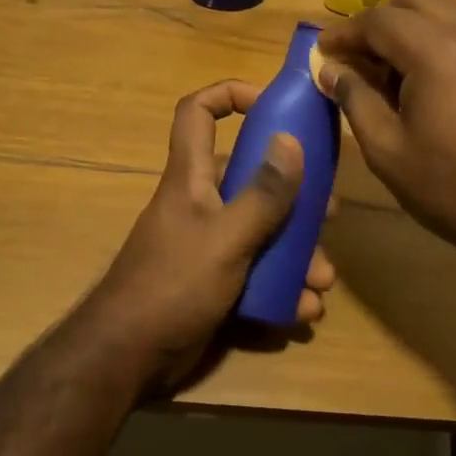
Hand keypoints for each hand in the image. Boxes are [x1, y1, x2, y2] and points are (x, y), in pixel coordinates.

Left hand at [78, 80, 333, 392]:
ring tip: (323, 278)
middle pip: (250, 178)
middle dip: (294, 195)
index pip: (197, 113)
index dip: (229, 95)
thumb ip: (263, 193)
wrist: (128, 359)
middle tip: (328, 212)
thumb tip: (292, 139)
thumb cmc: (174, 284)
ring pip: (262, 231)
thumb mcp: (227, 237)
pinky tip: (304, 308)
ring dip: (297, 252)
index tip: (272, 104)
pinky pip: (256, 272)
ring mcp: (207, 244)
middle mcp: (201, 202)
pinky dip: (282, 287)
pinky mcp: (214, 281)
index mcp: (192, 177)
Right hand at [317, 0, 455, 281]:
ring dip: (410, 27)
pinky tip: (426, 80)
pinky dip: (438, 39)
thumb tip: (331, 70)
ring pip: (444, 12)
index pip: (379, 21)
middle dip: (379, 21)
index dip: (345, 33)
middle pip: (415, 1)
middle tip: (356, 55)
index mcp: (435, 52)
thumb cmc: (453, 188)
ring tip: (389, 69)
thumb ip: (355, 100)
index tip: (323, 50)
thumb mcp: (388, 150)